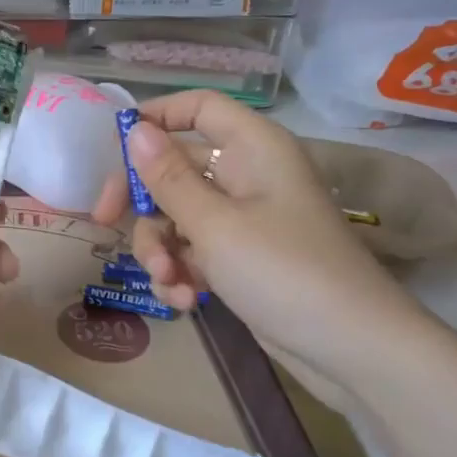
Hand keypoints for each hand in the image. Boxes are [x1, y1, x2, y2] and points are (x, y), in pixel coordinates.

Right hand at [92, 92, 429, 386]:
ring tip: (169, 282)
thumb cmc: (283, 271)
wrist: (352, 348)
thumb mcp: (215, 225)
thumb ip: (168, 178)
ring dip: (162, 248)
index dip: (156, 116)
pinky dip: (183, 271)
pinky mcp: (243, 258)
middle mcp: (249, 174)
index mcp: (253, 148)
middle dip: (143, 201)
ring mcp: (246, 218)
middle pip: (177, 167)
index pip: (199, 107)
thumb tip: (135, 130)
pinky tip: (186, 301)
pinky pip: (196, 249)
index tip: (113, 146)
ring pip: (179, 215)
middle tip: (104, 222)